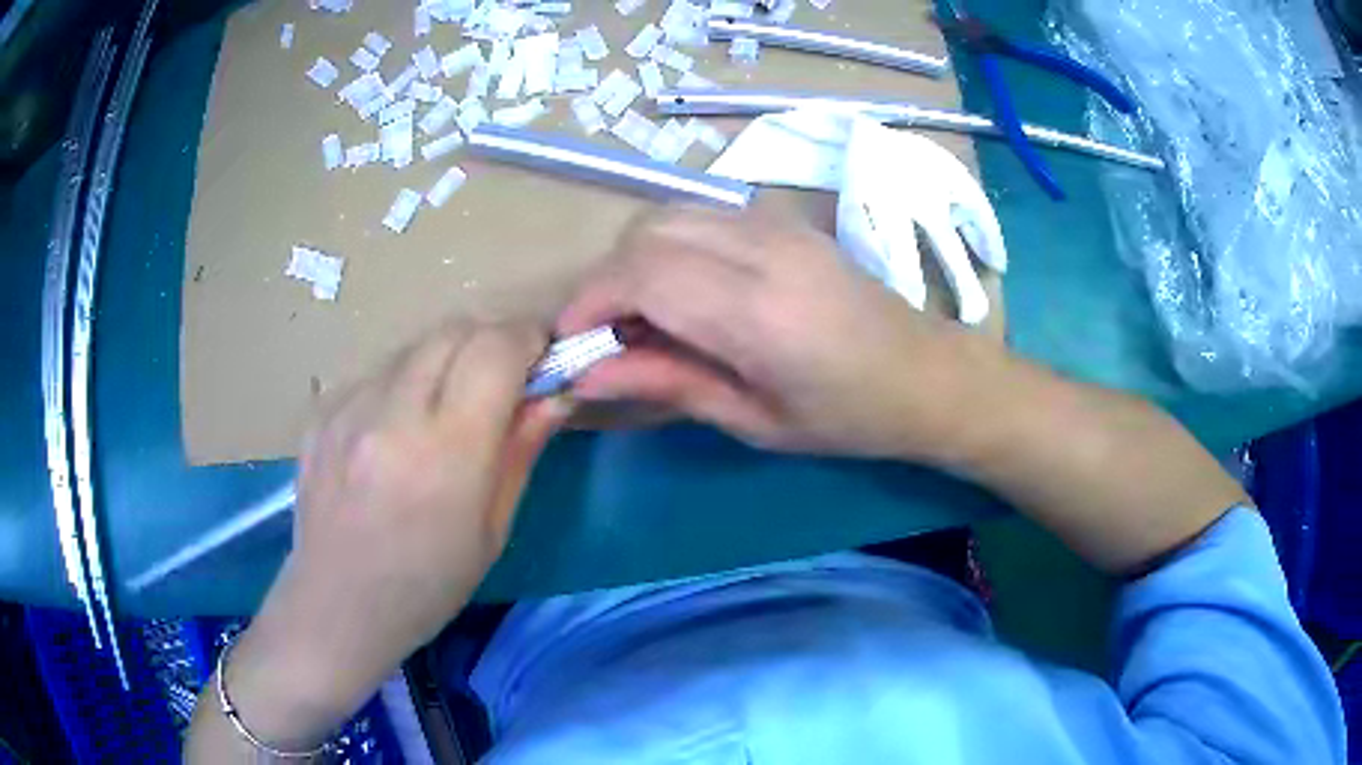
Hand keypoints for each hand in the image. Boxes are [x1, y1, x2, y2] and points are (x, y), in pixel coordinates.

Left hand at [223, 321, 564, 748]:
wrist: (337, 607)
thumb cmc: (427, 586)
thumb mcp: (492, 530)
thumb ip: (522, 450)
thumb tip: (555, 393)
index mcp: (445, 454)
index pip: (496, 350)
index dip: (528, 339)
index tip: (543, 357)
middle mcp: (391, 415)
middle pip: (455, 330)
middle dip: (491, 341)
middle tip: (502, 380)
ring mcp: (347, 408)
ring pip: (415, 346)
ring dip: (446, 360)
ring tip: (447, 408)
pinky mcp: (321, 412)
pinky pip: (378, 371)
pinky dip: (404, 382)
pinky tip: (398, 428)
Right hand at [558, 206, 1001, 461]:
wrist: (925, 374)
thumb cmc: (847, 417)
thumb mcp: (754, 420)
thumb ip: (668, 384)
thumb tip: (588, 371)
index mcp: (757, 311)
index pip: (641, 273)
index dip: (589, 300)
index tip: (571, 340)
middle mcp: (762, 249)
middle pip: (646, 232)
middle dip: (606, 279)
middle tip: (608, 334)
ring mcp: (776, 224)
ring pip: (669, 214)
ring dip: (636, 259)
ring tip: (643, 315)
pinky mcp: (783, 220)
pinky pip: (701, 216)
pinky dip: (671, 246)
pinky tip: (686, 290)